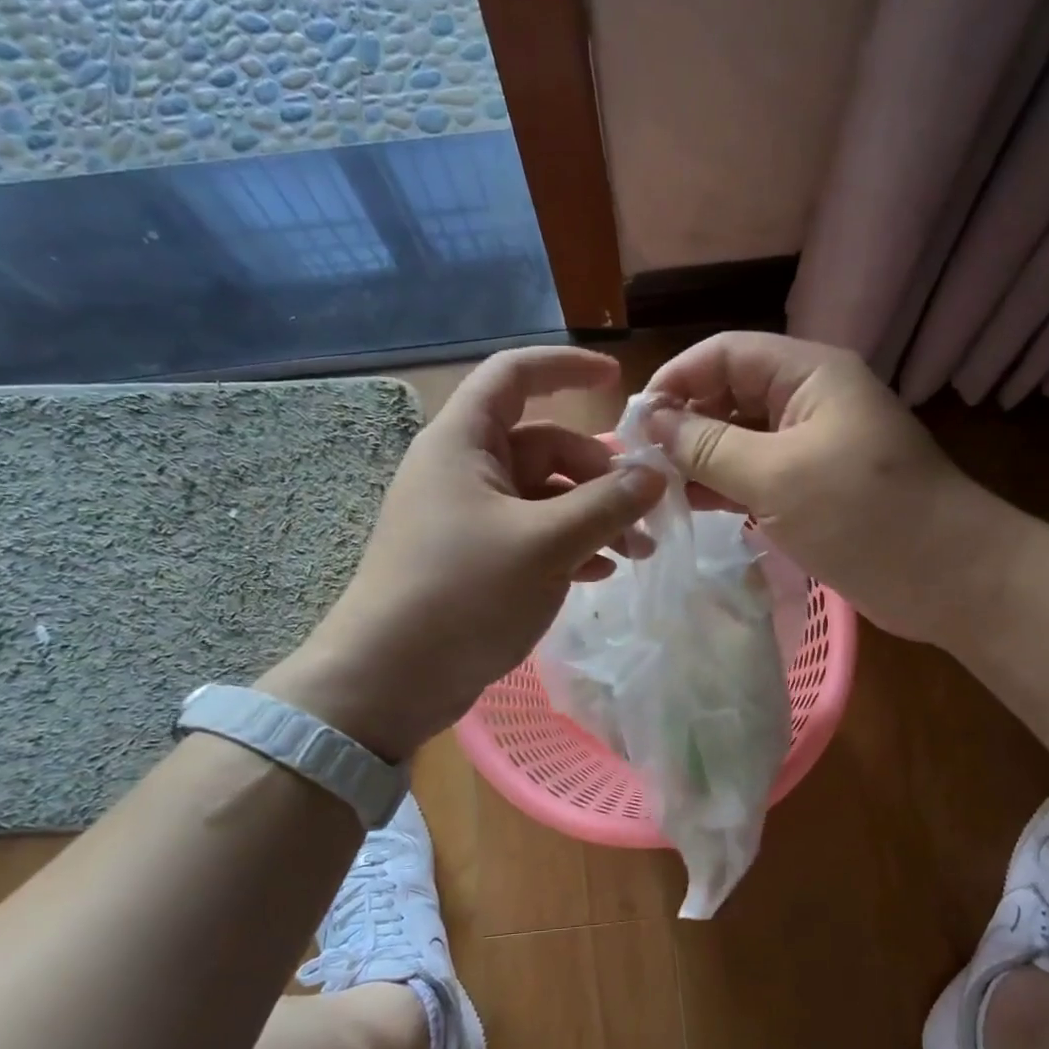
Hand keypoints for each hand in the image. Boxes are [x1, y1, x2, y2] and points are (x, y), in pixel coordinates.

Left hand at [261, 348, 665, 758]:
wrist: (392, 680)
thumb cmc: (464, 594)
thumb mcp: (546, 543)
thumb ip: (607, 504)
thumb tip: (656, 474)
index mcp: (464, 443)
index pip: (515, 376)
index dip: (566, 368)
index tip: (619, 382)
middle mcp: (465, 470)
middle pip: (545, 446)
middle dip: (599, 474)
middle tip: (645, 511)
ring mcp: (470, 517)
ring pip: (546, 496)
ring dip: (594, 516)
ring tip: (638, 552)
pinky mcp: (477, 559)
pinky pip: (534, 534)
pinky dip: (570, 545)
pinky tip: (602, 573)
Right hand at [645, 332, 1008, 643]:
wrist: (950, 578)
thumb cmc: (864, 516)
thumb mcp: (776, 476)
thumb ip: (708, 446)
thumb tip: (651, 422)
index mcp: (808, 374)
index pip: (724, 353)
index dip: (676, 378)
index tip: (635, 422)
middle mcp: (809, 399)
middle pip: (730, 392)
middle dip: (684, 421)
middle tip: (639, 462)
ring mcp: (813, 443)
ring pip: (740, 436)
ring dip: (700, 456)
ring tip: (656, 487)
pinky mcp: (814, 484)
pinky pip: (757, 471)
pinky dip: (725, 484)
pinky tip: (692, 504)